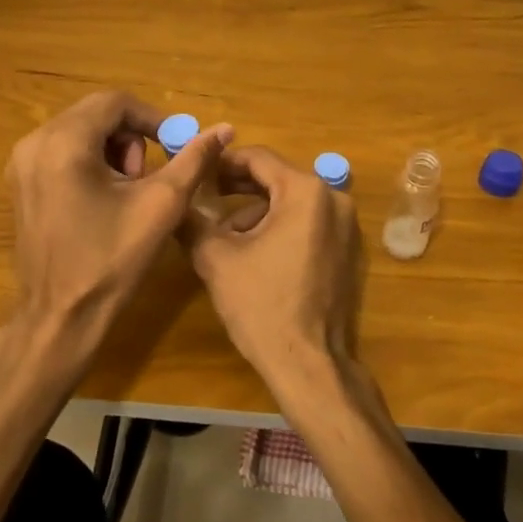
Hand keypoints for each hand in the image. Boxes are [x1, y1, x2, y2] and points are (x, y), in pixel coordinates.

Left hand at [3, 91, 231, 375]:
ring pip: (81, 132)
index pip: (115, 103)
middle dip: (132, 139)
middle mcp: (34, 143)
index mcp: (63, 142)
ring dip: (113, 151)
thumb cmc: (112, 260)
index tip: (176, 146)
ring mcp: (21, 164)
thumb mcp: (161, 205)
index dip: (154, 119)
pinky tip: (104, 201)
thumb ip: (193, 159)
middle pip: (96, 114)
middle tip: (148, 178)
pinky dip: (91, 164)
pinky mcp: (21, 185)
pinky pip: (63, 152)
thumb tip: (224, 128)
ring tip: (128, 193)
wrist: (61, 318)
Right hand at [180, 146, 362, 403]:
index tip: (198, 172)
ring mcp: (346, 225)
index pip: (259, 158)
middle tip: (205, 198)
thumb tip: (174, 200)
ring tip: (224, 235)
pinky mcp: (348, 250)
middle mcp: (333, 199)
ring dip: (257, 211)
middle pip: (277, 179)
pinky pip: (309, 223)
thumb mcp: (216, 258)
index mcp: (306, 191)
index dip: (224, 163)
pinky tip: (254, 252)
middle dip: (238, 188)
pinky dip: (280, 227)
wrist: (310, 363)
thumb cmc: (262, 305)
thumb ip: (192, 220)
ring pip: (292, 202)